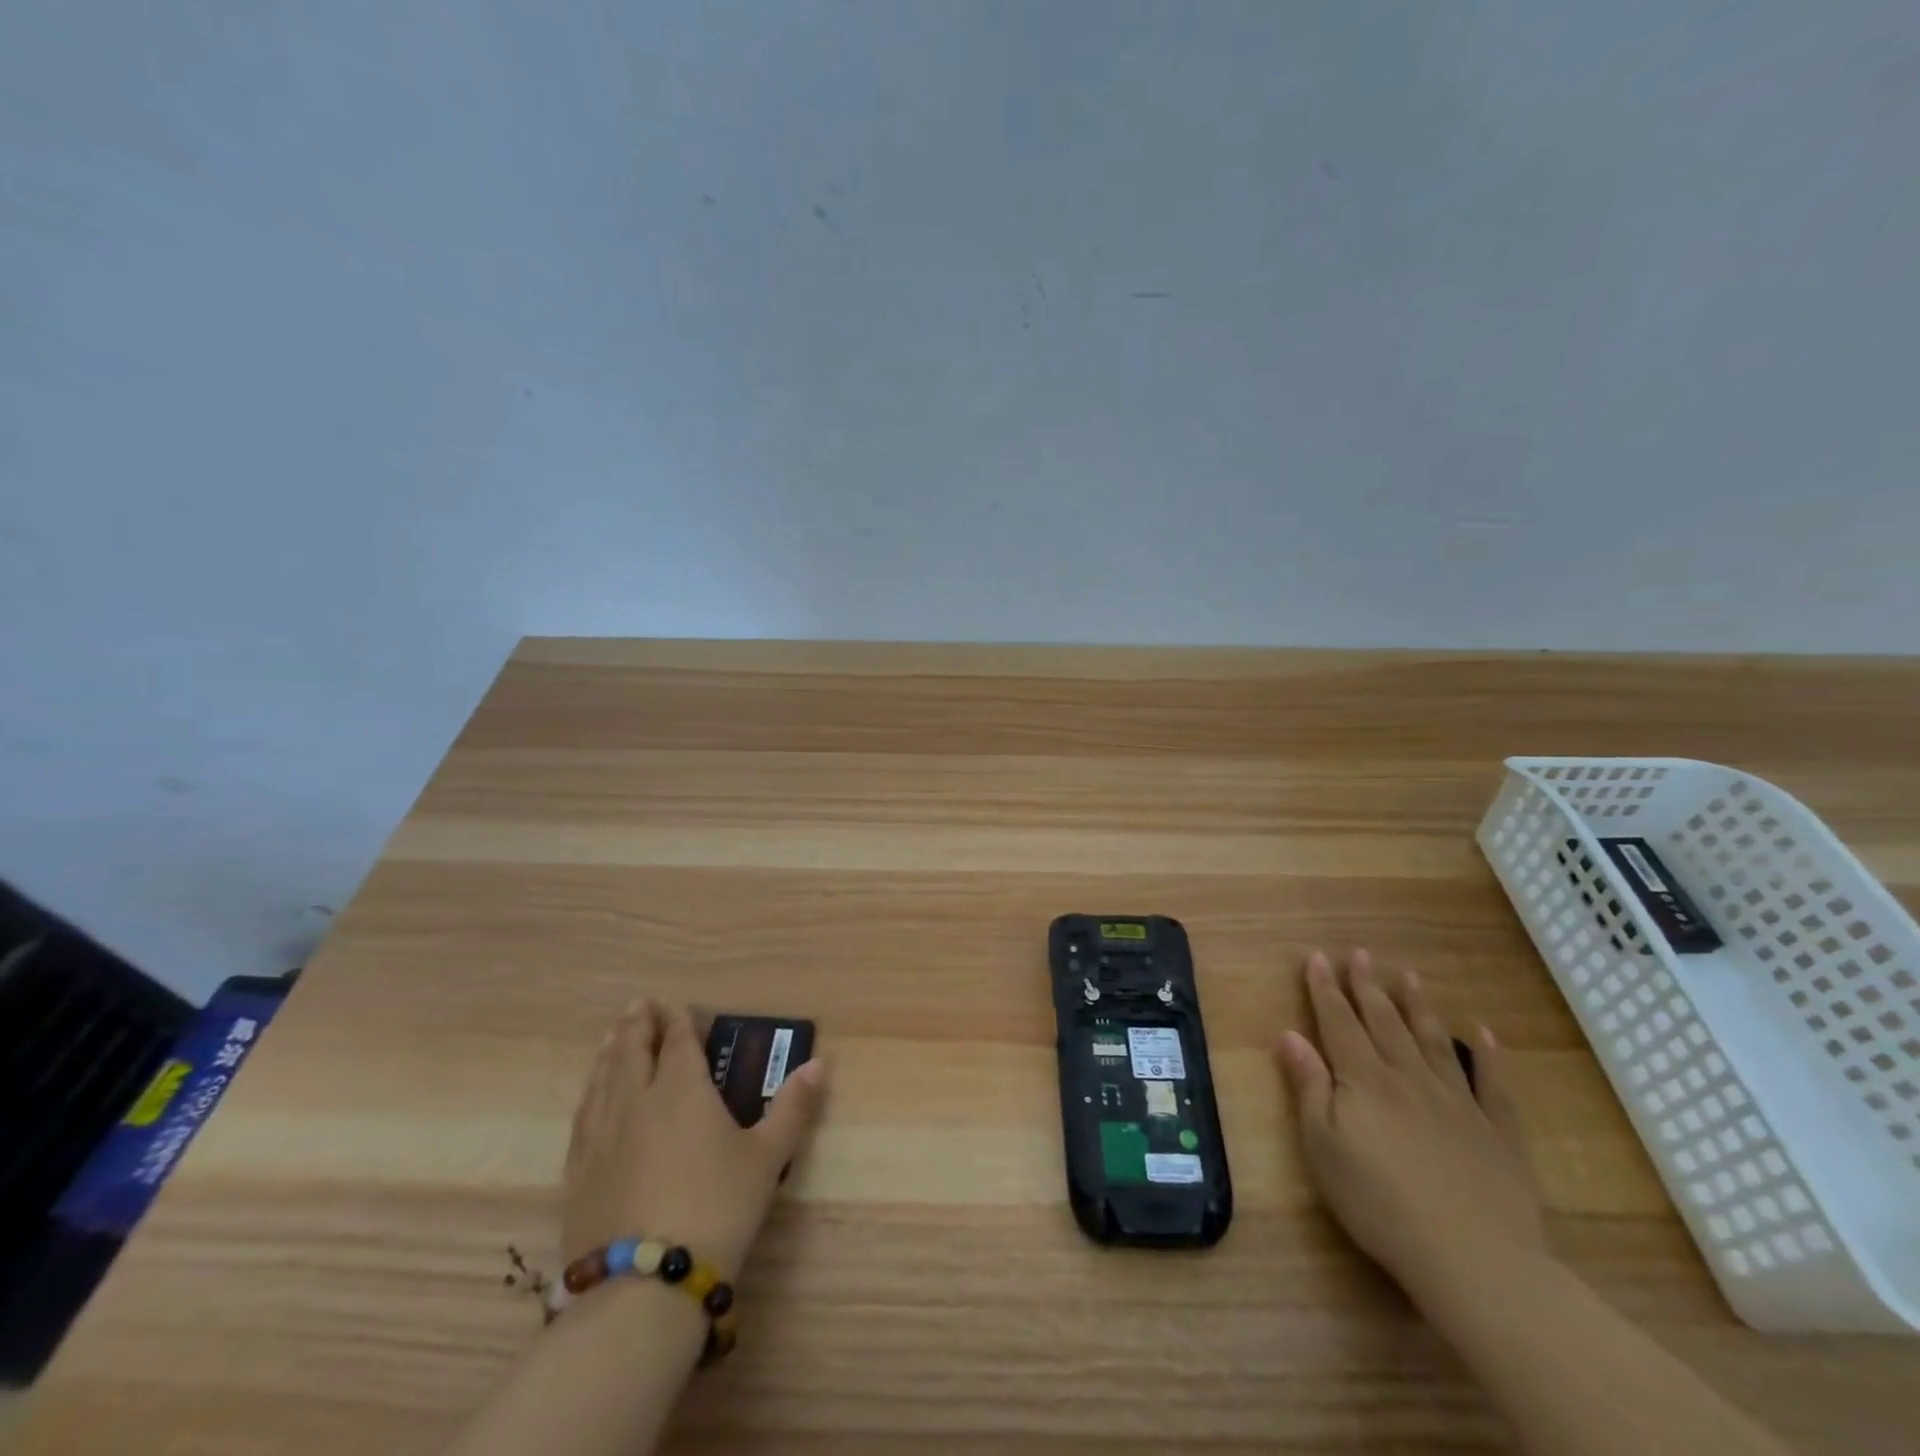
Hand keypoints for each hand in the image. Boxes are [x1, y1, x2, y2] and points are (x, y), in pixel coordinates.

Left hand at [564, 1002, 827, 1280]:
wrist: (643, 1287)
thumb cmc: (716, 1210)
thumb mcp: (767, 1158)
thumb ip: (792, 1107)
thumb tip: (819, 1064)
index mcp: (682, 1089)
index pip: (677, 1041)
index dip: (677, 1020)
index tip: (675, 1005)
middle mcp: (637, 1100)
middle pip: (632, 1050)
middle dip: (639, 1024)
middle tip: (640, 1005)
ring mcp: (601, 1134)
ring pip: (602, 1077)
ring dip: (610, 1050)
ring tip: (614, 1035)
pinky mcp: (578, 1170)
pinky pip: (583, 1113)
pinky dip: (591, 1090)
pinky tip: (591, 1094)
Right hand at [1280, 949, 1544, 1298]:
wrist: (1473, 1258)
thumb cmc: (1379, 1203)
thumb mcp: (1324, 1146)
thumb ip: (1309, 1086)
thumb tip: (1289, 1035)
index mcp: (1365, 1080)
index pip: (1339, 1023)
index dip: (1326, 989)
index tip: (1318, 957)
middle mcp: (1409, 1078)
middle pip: (1384, 1023)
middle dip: (1368, 986)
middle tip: (1361, 953)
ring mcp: (1458, 1102)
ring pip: (1434, 1041)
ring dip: (1418, 1007)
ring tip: (1409, 976)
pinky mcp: (1497, 1133)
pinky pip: (1493, 1084)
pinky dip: (1488, 1056)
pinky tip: (1484, 1034)